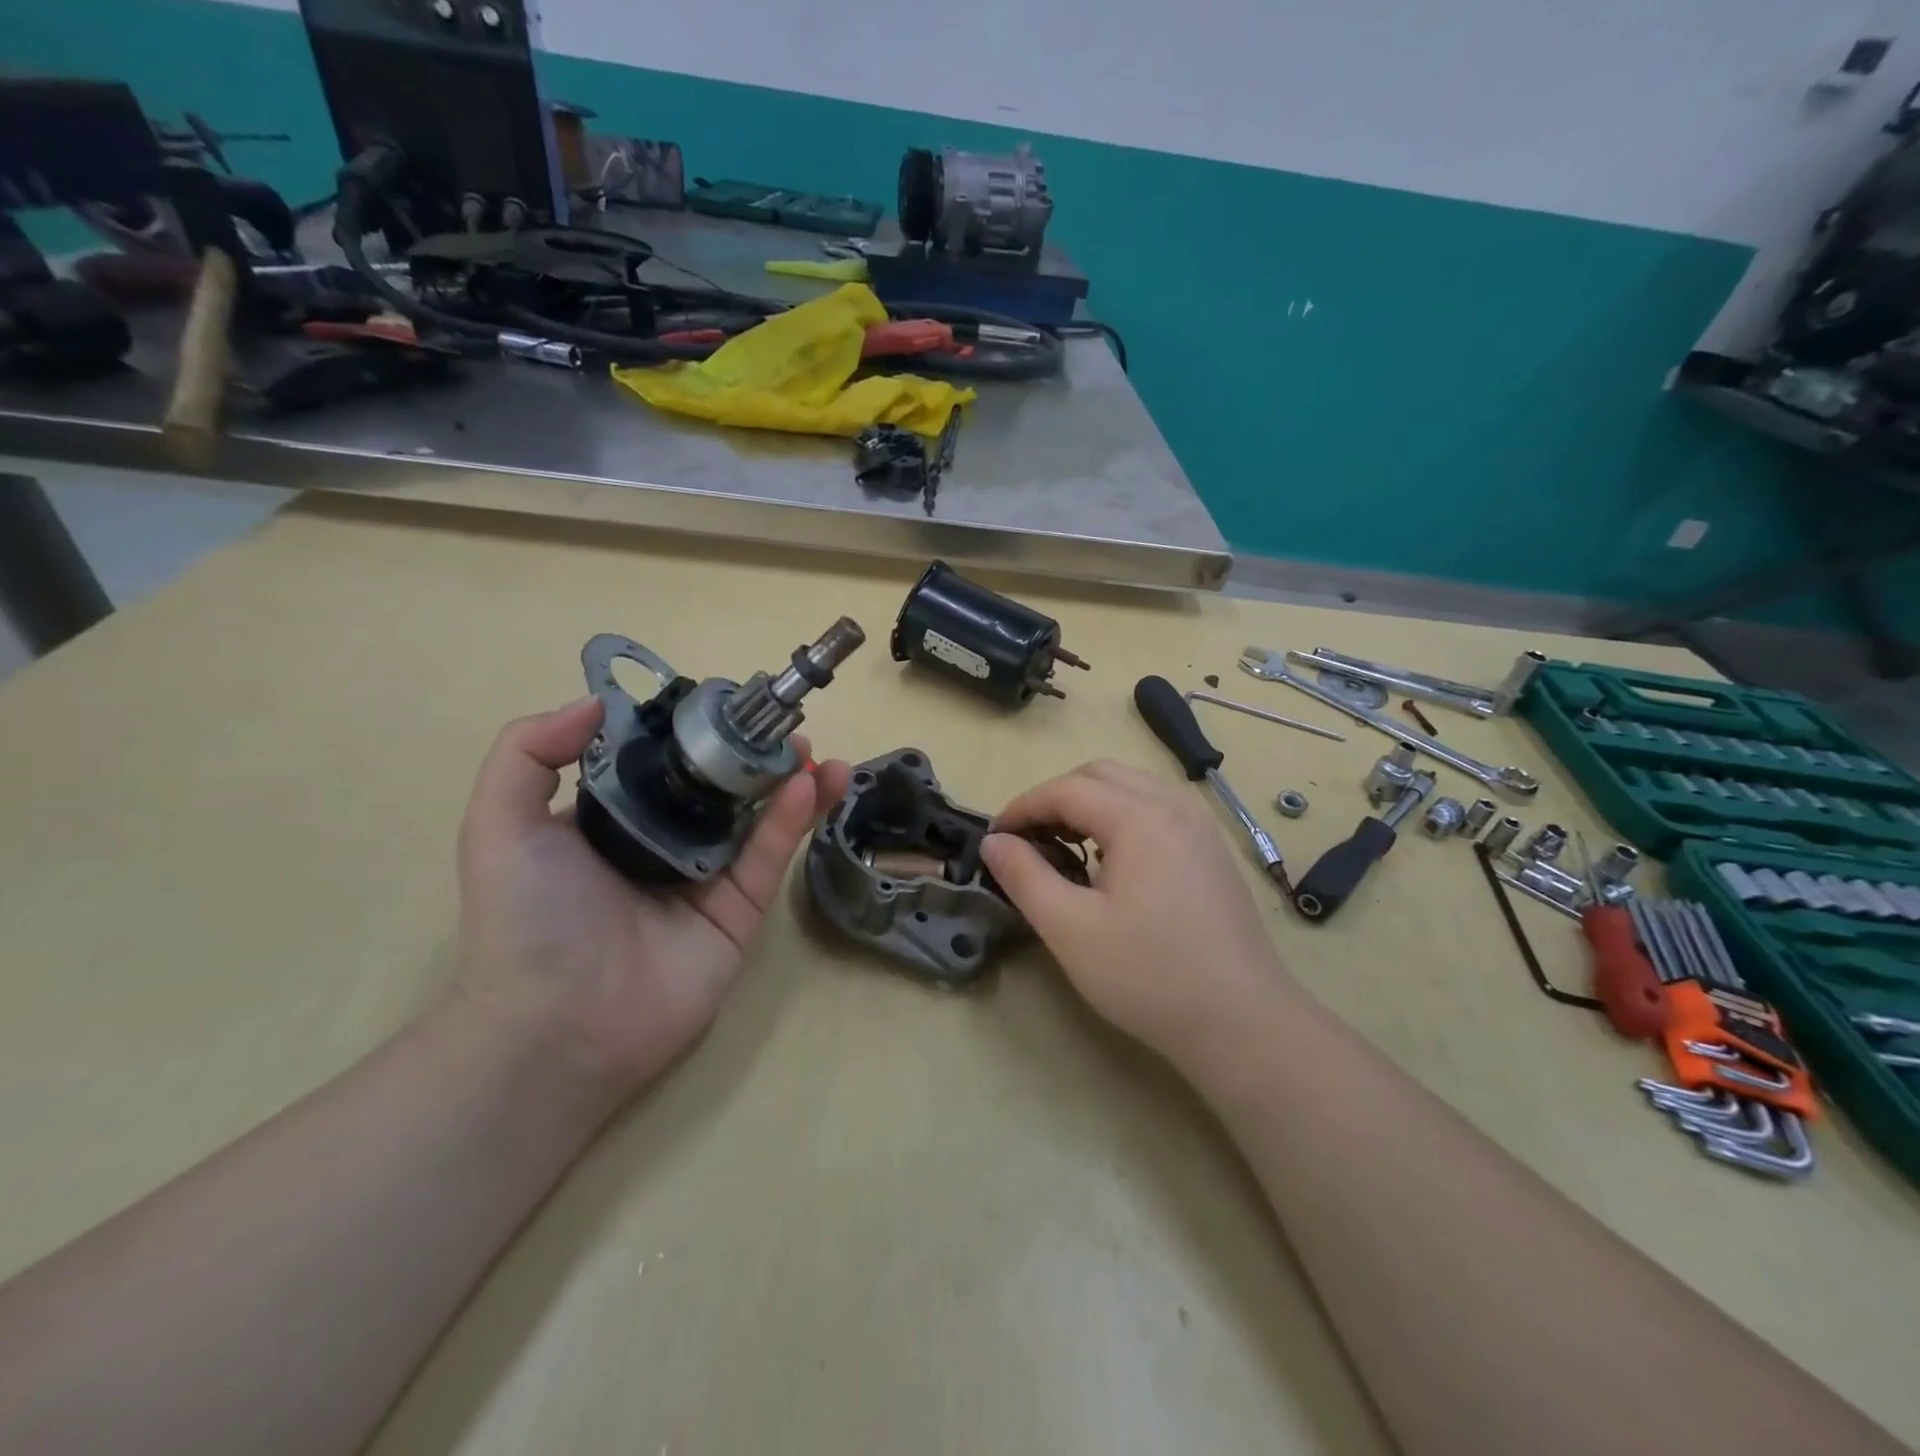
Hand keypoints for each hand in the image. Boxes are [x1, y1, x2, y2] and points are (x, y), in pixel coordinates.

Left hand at [453, 697, 849, 1105]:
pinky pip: (768, 856)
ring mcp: (707, 877)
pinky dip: (791, 819)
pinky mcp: (739, 910)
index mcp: (614, 819)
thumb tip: (597, 700)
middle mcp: (664, 842)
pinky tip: (807, 784)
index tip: (724, 703)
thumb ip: (528, 753)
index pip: (663, 761)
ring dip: (789, 780)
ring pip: (756, 817)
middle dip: (752, 753)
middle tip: (781, 726)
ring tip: (811, 750)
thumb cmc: (528, 919)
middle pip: (719, 786)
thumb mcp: (500, 825)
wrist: (558, 1026)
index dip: (694, 730)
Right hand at [980, 759, 1296, 1070]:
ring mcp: (1200, 827)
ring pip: (1132, 787)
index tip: (995, 840)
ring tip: (1065, 847)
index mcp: (1140, 817)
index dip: (1023, 807)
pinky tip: (1111, 862)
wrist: (1243, 1023)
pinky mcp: (1212, 851)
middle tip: (1029, 840)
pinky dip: (1121, 818)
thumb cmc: (1148, 975)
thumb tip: (993, 842)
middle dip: (1055, 798)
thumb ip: (1025, 876)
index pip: (1066, 789)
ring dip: (1090, 804)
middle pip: (1101, 775)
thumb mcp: (1070, 928)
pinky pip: (1157, 810)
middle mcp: (1174, 806)